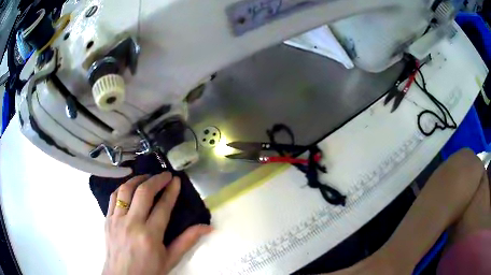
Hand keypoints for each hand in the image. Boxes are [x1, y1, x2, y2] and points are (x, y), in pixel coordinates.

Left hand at [103, 172, 212, 274]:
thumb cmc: (149, 270)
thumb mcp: (171, 259)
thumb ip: (187, 241)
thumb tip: (207, 227)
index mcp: (150, 236)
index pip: (162, 206)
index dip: (171, 191)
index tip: (176, 180)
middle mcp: (132, 224)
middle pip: (143, 192)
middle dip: (156, 180)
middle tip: (165, 175)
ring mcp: (117, 220)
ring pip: (126, 190)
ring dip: (138, 179)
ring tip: (147, 177)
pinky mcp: (107, 219)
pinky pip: (113, 197)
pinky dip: (122, 188)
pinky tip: (129, 187)